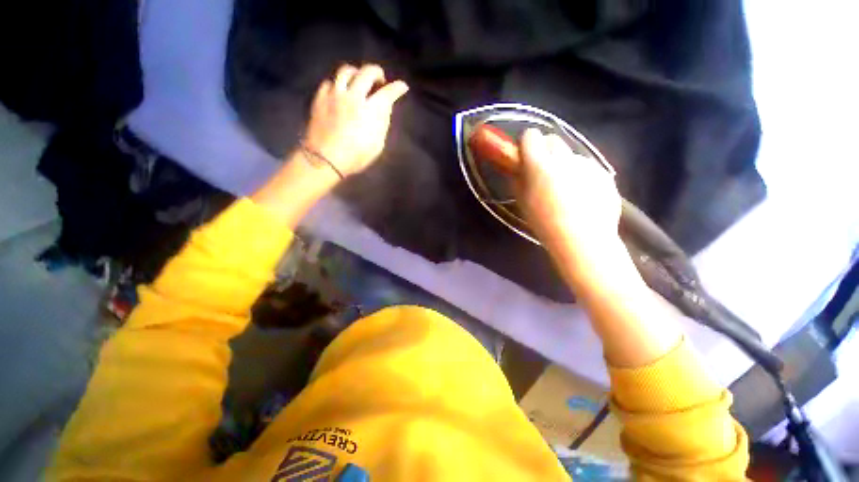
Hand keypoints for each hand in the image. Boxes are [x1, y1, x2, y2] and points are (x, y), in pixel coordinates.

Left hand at [303, 64, 408, 176]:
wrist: (325, 159)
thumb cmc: (356, 157)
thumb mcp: (377, 145)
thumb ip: (382, 124)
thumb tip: (384, 108)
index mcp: (371, 111)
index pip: (388, 93)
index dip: (397, 88)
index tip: (402, 87)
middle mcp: (353, 97)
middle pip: (367, 72)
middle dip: (377, 72)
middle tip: (380, 79)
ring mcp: (335, 95)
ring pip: (346, 71)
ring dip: (356, 73)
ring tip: (359, 80)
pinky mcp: (320, 98)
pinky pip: (329, 82)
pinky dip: (338, 84)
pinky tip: (340, 92)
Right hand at [517, 128, 620, 253]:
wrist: (583, 239)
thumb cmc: (544, 223)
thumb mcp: (522, 202)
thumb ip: (518, 180)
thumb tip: (518, 168)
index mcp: (539, 165)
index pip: (531, 136)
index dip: (526, 143)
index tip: (524, 155)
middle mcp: (564, 158)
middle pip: (552, 139)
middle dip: (545, 150)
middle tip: (542, 170)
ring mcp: (587, 164)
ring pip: (571, 154)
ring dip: (564, 164)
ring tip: (565, 188)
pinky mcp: (603, 173)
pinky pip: (587, 167)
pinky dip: (581, 175)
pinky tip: (581, 196)